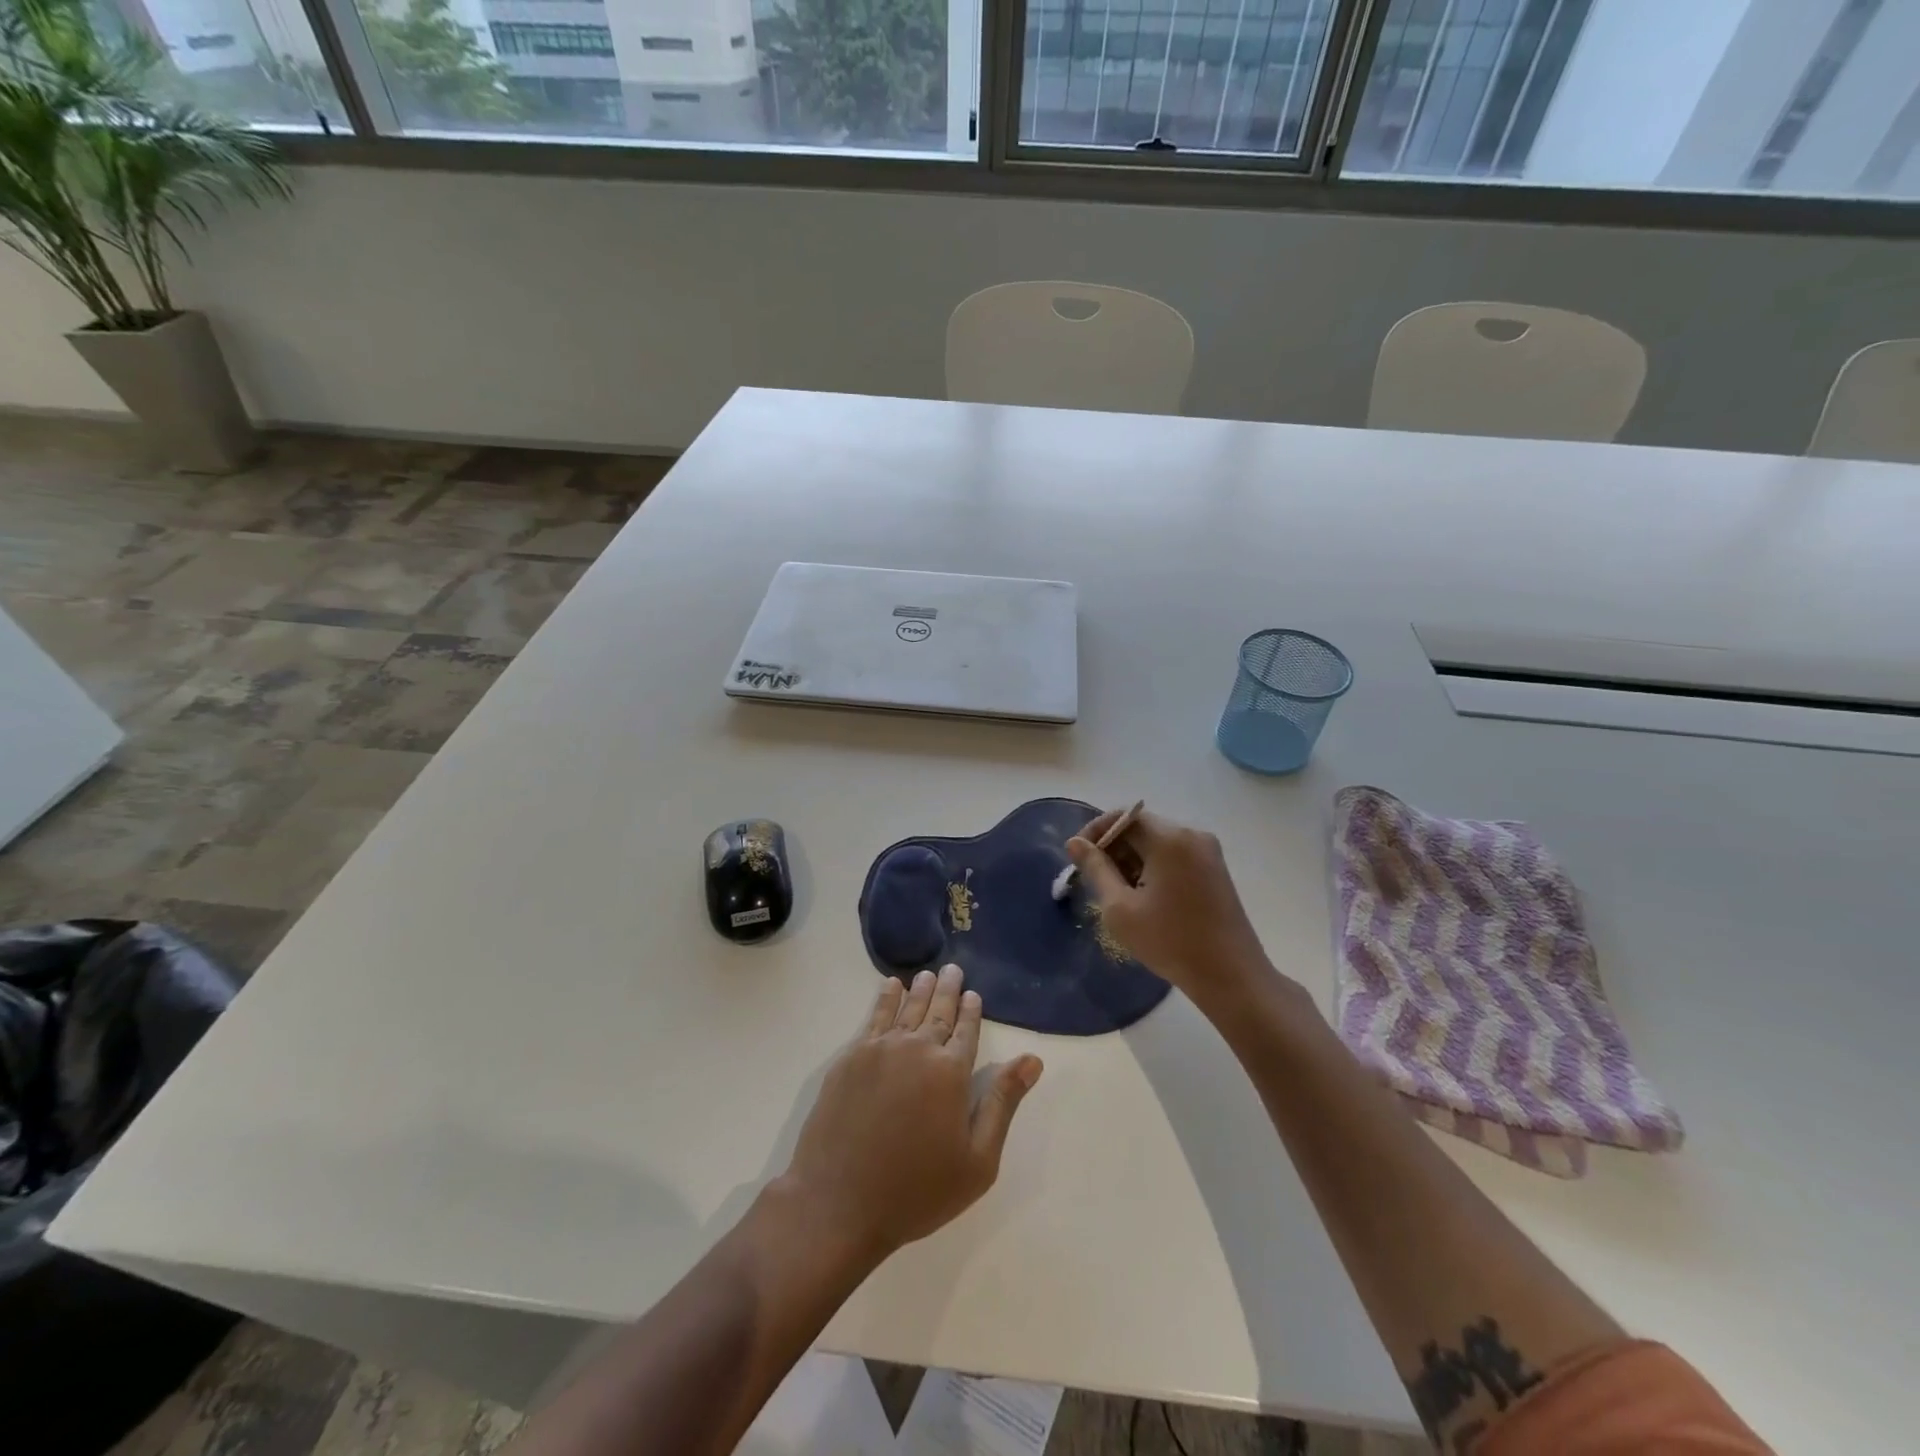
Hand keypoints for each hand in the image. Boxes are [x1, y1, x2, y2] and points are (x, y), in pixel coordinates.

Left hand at [779, 965, 1042, 1265]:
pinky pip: (874, 1017)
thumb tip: (1032, 1060)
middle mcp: (918, 1049)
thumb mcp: (976, 1161)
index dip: (971, 1011)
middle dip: (948, 990)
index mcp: (952, 1072)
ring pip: (907, 1008)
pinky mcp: (850, 1057)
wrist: (839, 1203)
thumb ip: (1003, 1103)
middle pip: (938, 1011)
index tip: (974, 994)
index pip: (967, 1031)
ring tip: (928, 974)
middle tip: (953, 969)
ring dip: (920, 989)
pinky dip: (885, 998)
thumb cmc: (916, 1191)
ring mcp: (880, 1049)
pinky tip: (890, 987)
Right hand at [1067, 810, 1290, 1014]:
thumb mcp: (1120, 908)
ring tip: (1119, 893)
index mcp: (1170, 839)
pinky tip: (1145, 898)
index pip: (1123, 817)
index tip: (1078, 858)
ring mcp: (1208, 851)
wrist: (1231, 976)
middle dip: (1114, 848)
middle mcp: (1192, 835)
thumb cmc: (1170, 942)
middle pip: (1141, 827)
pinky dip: (1154, 867)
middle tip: (1095, 880)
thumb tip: (1075, 843)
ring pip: (1157, 842)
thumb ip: (1095, 869)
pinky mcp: (1215, 869)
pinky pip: (1175, 855)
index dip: (1095, 832)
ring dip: (1133, 859)